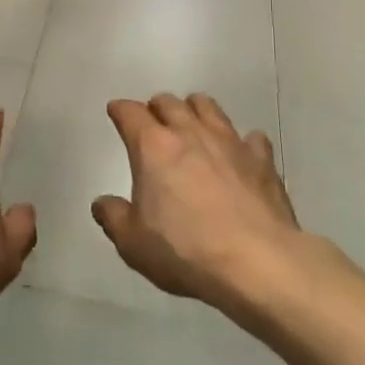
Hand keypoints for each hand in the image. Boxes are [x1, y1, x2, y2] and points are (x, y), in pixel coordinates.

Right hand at [94, 94, 327, 316]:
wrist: (257, 263)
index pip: (129, 112)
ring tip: (193, 127)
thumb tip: (102, 203)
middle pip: (168, 101)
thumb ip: (113, 217)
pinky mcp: (261, 159)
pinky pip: (250, 137)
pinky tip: (239, 156)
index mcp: (152, 146)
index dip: (120, 110)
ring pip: (208, 106)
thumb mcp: (133, 243)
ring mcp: (229, 141)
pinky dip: (242, 142)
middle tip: (153, 124)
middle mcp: (189, 132)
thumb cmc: (185, 251)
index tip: (116, 112)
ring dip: (195, 111)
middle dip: (156, 108)